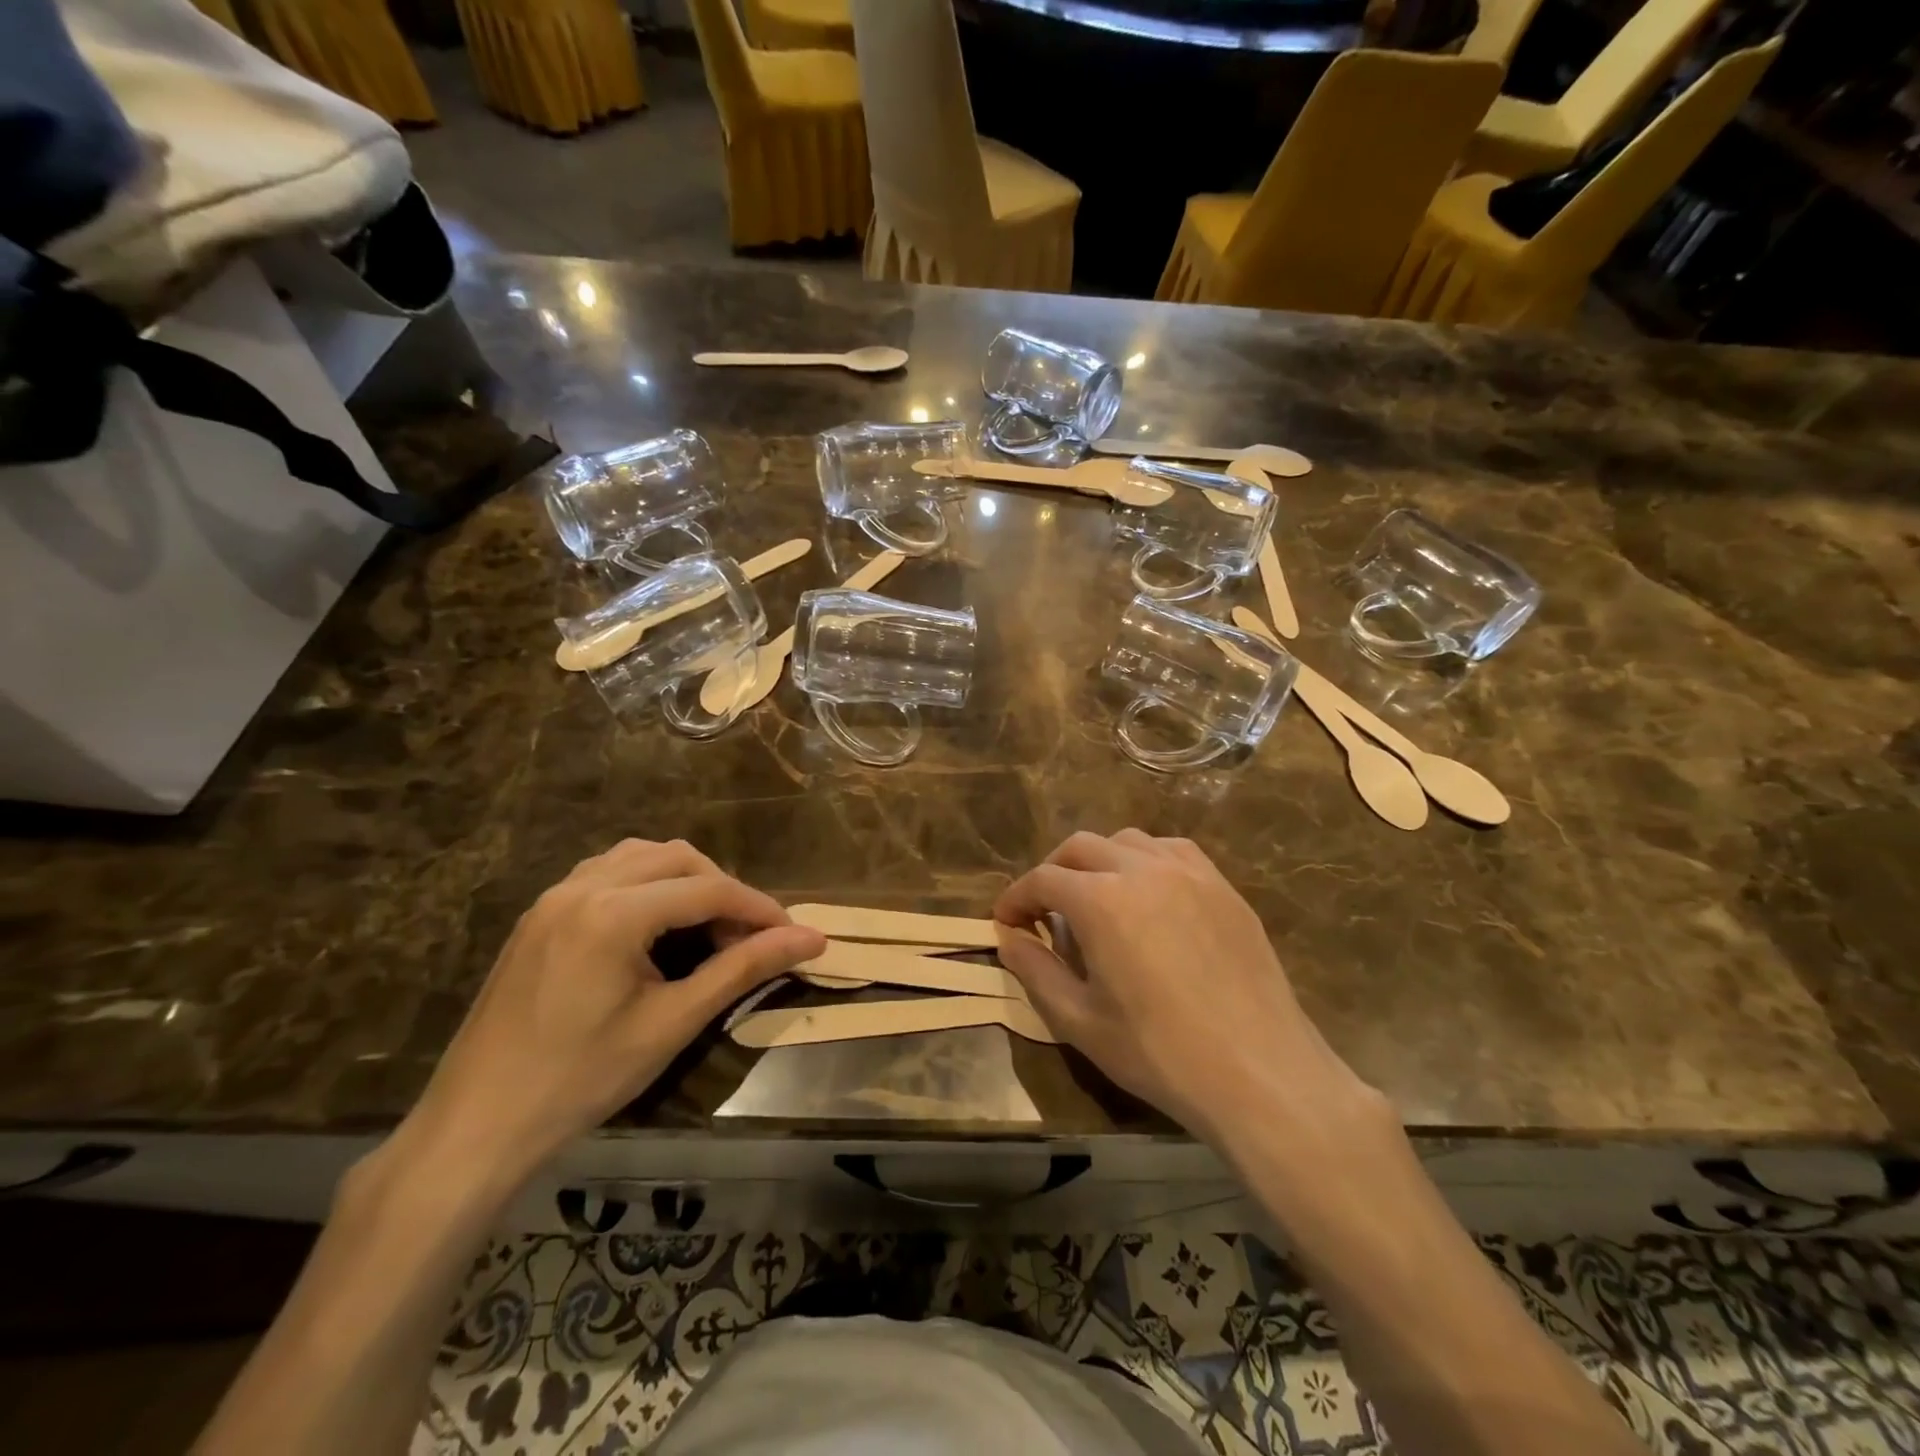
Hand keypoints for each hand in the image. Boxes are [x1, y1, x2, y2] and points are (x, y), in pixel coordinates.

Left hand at [394, 840, 825, 1196]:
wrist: (476, 1126)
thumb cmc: (581, 1079)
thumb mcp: (672, 1023)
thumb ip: (743, 970)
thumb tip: (811, 939)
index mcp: (613, 913)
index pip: (708, 889)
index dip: (758, 908)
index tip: (792, 934)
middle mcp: (582, 887)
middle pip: (678, 858)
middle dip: (723, 888)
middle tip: (748, 935)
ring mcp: (554, 896)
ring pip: (641, 857)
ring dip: (685, 879)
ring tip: (707, 925)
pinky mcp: (540, 914)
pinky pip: (607, 872)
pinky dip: (647, 883)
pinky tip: (656, 924)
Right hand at [995, 830, 1378, 1145]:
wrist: (1259, 1073)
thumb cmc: (1159, 1053)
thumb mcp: (1079, 1021)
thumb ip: (1035, 970)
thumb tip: (1008, 938)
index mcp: (1101, 901)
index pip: (1042, 879)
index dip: (1016, 898)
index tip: (1005, 922)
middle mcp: (1142, 870)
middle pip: (1080, 846)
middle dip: (1053, 872)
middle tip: (1044, 909)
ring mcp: (1189, 873)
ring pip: (1128, 841)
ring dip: (1099, 860)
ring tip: (1097, 897)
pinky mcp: (1223, 887)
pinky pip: (1173, 851)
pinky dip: (1146, 860)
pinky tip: (1150, 893)